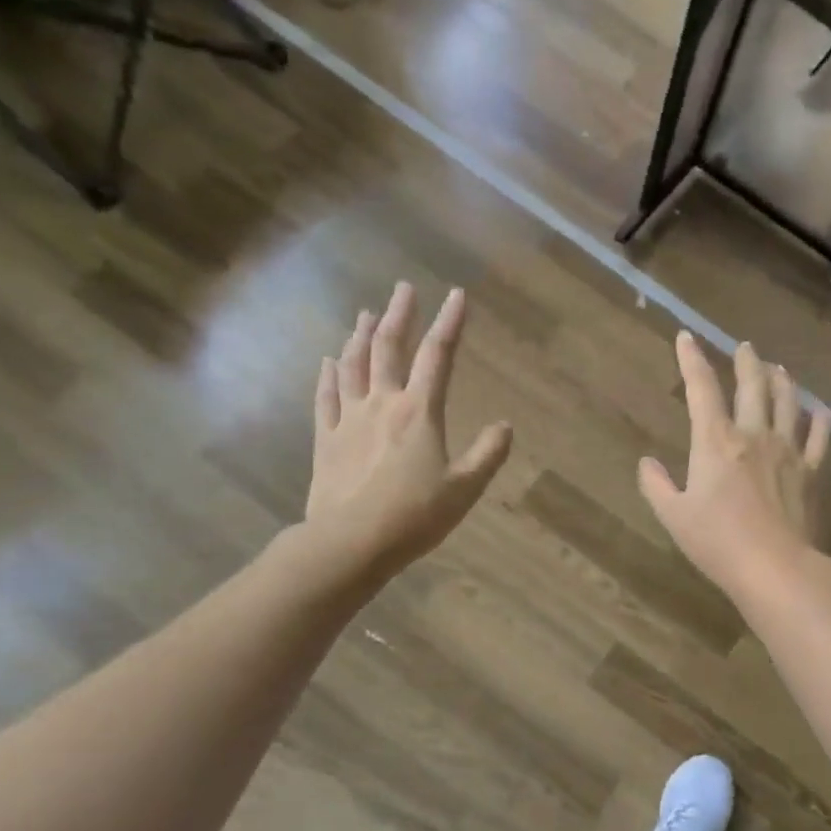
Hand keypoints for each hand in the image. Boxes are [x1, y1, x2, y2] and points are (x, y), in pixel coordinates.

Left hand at [303, 283, 512, 582]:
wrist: (350, 542)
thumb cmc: (414, 516)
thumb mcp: (464, 489)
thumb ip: (487, 455)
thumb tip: (505, 427)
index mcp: (419, 412)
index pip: (438, 356)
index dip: (449, 323)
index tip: (456, 295)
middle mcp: (382, 404)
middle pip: (389, 348)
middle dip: (398, 315)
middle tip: (402, 289)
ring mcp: (348, 419)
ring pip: (353, 365)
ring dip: (360, 336)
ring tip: (365, 314)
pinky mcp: (325, 440)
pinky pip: (325, 398)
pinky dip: (328, 375)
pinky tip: (328, 361)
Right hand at [639, 332, 830, 606]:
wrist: (776, 567)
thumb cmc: (717, 542)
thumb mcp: (673, 516)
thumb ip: (656, 485)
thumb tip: (647, 463)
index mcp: (716, 441)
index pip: (701, 388)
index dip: (692, 359)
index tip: (686, 337)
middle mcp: (754, 434)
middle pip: (753, 385)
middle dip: (746, 362)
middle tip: (745, 347)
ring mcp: (788, 451)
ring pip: (788, 402)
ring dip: (782, 380)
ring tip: (778, 368)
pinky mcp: (812, 472)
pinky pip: (819, 437)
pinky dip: (819, 420)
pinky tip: (819, 411)